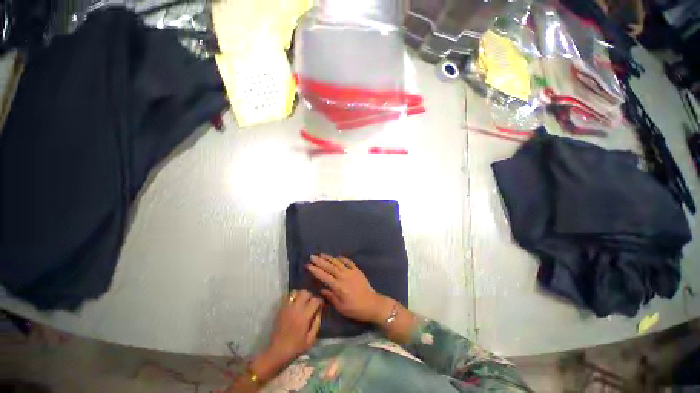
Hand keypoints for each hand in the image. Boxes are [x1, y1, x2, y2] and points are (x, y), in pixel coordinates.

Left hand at [267, 289, 322, 362]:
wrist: (277, 352)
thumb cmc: (296, 347)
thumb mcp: (311, 339)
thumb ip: (317, 323)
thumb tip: (319, 311)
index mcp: (304, 316)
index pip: (315, 300)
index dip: (320, 301)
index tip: (321, 305)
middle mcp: (296, 309)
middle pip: (305, 292)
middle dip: (311, 295)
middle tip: (312, 303)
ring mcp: (287, 308)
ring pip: (296, 292)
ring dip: (301, 295)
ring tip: (303, 302)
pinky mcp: (281, 309)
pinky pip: (288, 297)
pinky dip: (293, 297)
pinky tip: (295, 304)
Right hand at [307, 254, 393, 324]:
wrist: (372, 304)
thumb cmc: (355, 309)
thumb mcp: (341, 307)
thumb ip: (330, 297)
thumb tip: (321, 290)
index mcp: (338, 287)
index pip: (324, 276)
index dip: (315, 270)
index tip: (308, 265)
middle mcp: (343, 276)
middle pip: (329, 267)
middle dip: (320, 261)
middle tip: (312, 256)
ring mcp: (351, 272)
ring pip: (337, 262)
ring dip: (329, 258)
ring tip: (321, 254)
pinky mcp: (357, 270)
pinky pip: (348, 261)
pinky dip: (341, 258)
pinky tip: (336, 257)